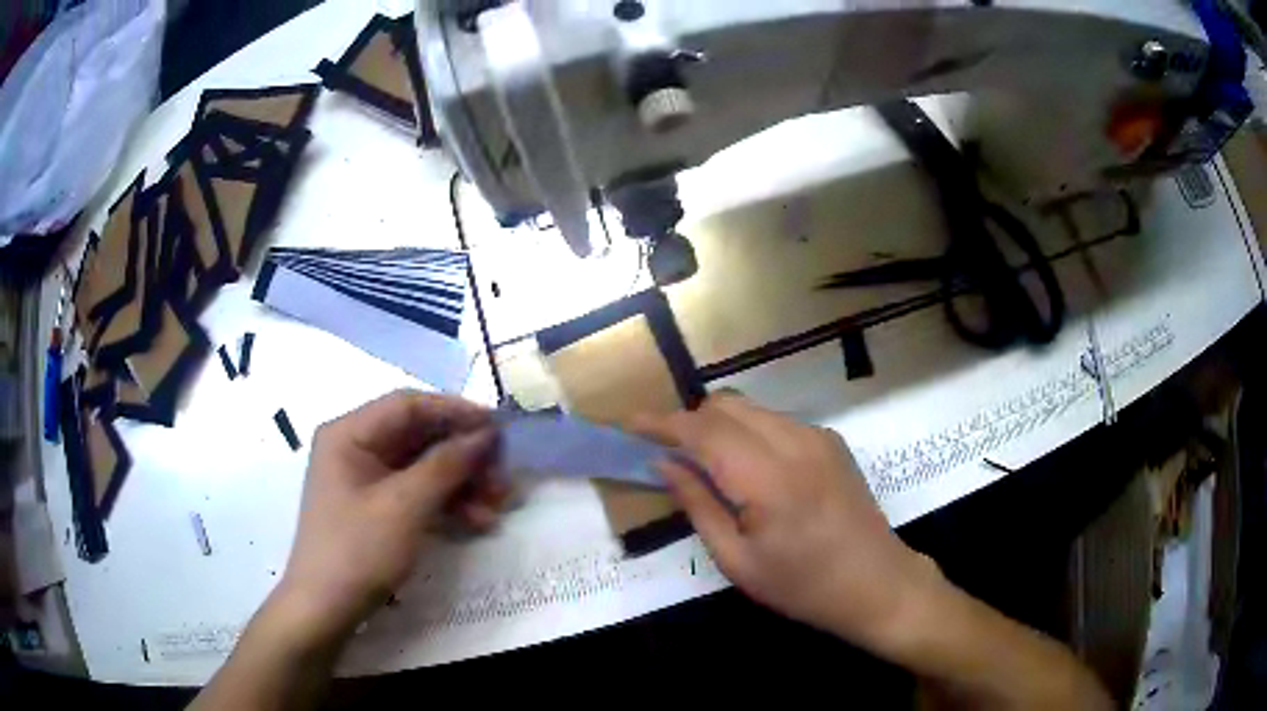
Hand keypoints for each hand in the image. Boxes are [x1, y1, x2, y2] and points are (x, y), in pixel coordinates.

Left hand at [274, 390, 503, 643]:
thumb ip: (446, 464)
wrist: (327, 608)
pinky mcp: (377, 506)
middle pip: (419, 437)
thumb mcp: (404, 506)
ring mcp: (366, 478)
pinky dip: (447, 503)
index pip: (408, 405)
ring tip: (497, 505)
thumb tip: (485, 434)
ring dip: (462, 482)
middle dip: (464, 456)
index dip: (455, 411)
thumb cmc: (358, 550)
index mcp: (349, 433)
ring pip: (423, 466)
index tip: (498, 426)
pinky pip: (417, 491)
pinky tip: (477, 522)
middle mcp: (356, 447)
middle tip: (502, 476)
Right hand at [633, 393, 941, 651]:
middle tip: (669, 454)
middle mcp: (795, 441)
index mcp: (769, 477)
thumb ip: (698, 504)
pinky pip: (775, 421)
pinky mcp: (831, 441)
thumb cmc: (802, 586)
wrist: (876, 583)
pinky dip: (749, 432)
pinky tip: (749, 470)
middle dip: (690, 421)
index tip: (628, 423)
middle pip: (726, 405)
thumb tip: (664, 463)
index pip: (703, 430)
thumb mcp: (737, 560)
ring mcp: (818, 436)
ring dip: (720, 425)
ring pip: (751, 409)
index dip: (662, 423)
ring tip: (706, 464)